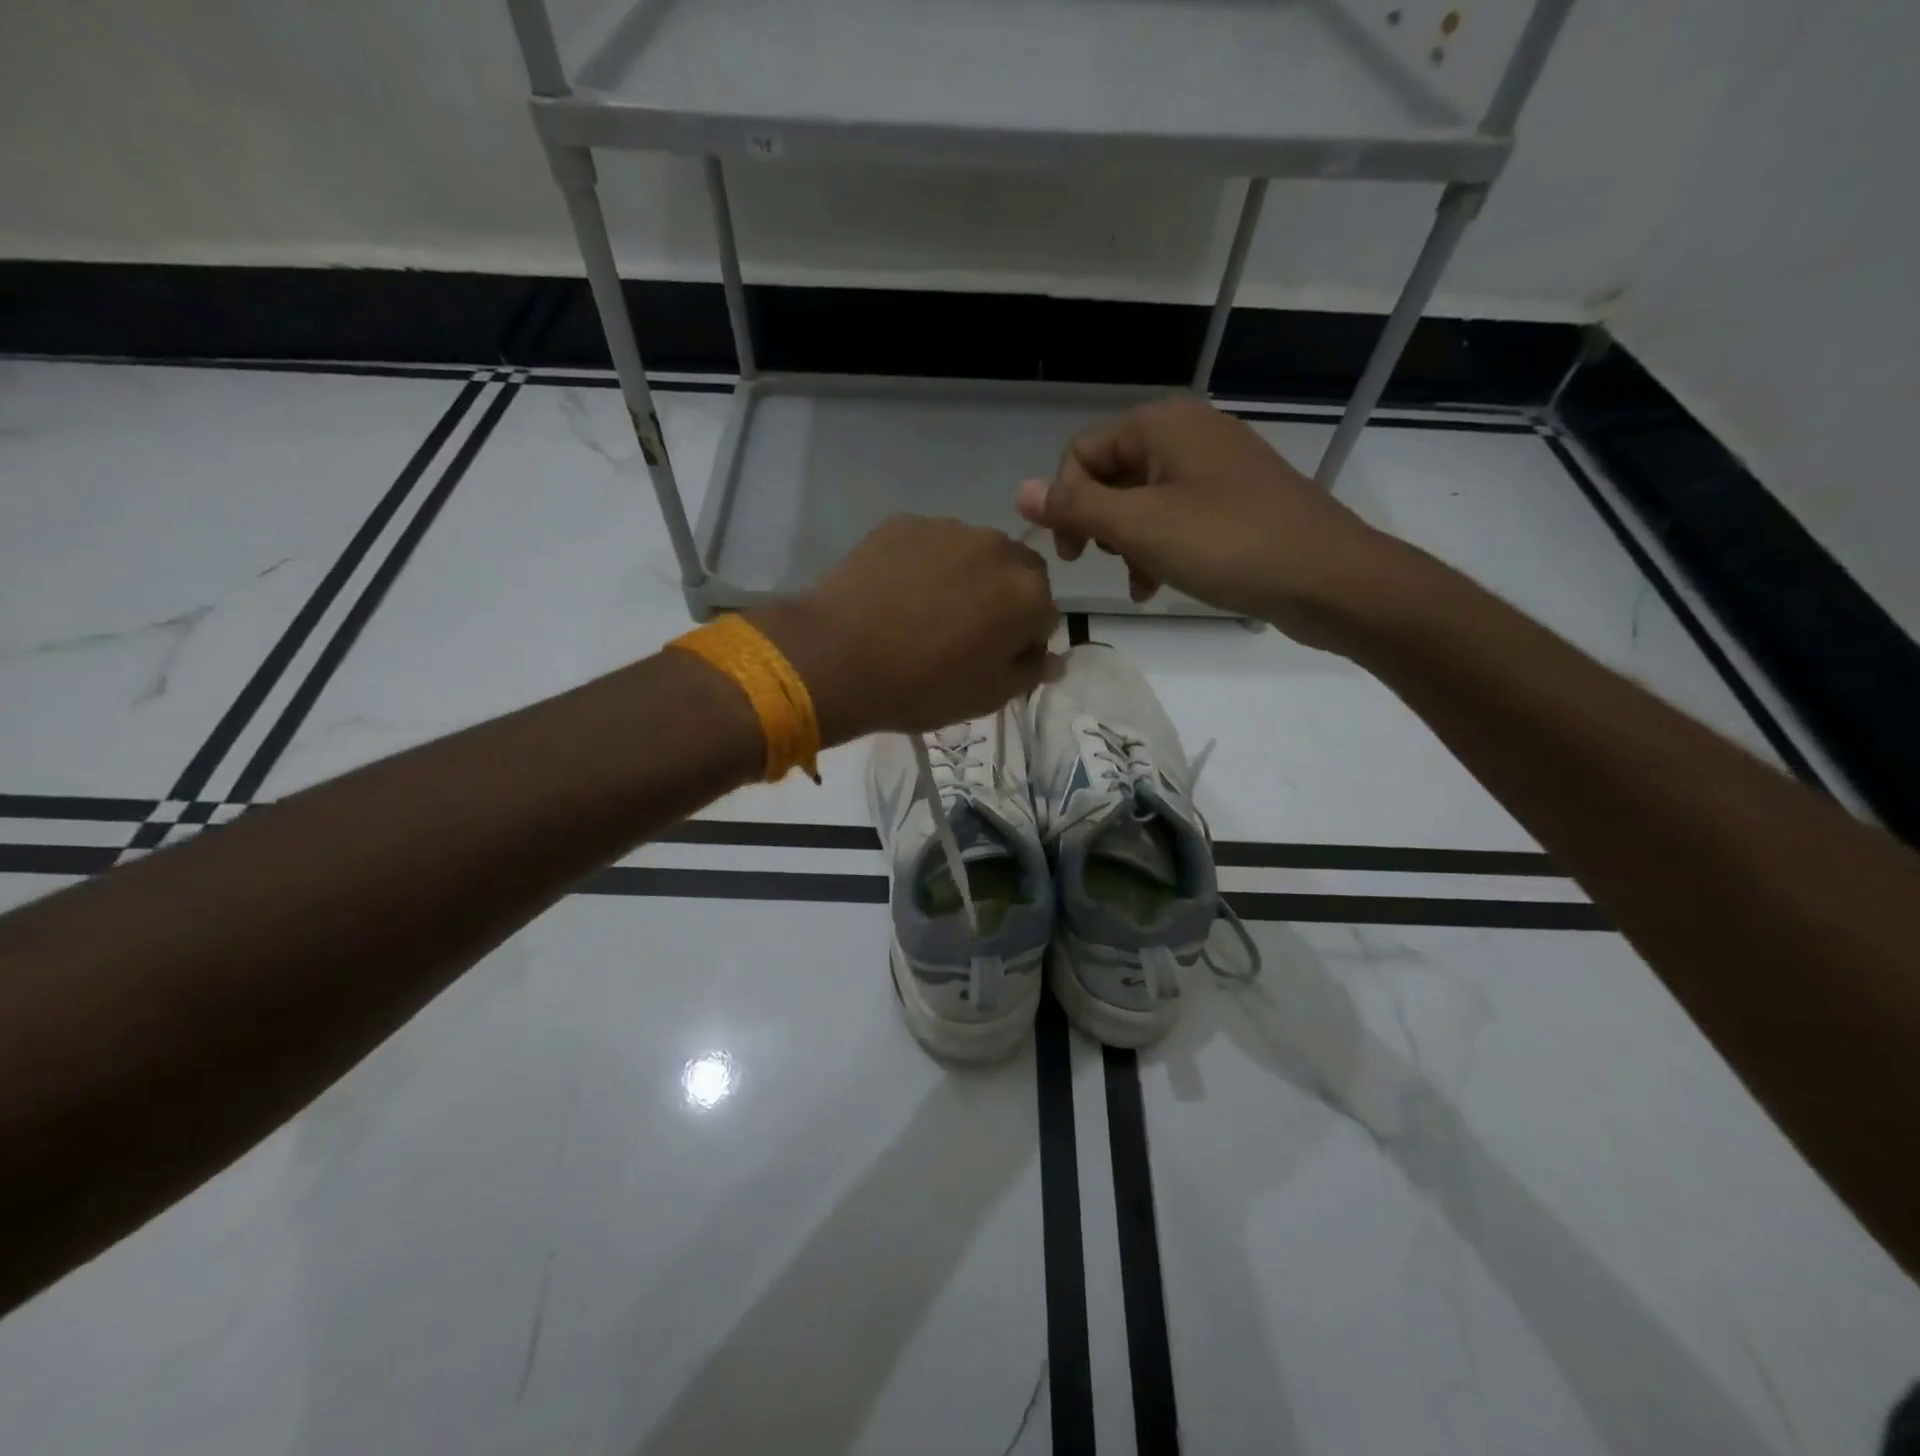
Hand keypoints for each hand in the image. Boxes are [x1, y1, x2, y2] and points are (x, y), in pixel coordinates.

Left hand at [753, 515, 1059, 743]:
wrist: (838, 657)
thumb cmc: (922, 686)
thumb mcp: (987, 697)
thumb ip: (1028, 672)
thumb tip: (1053, 659)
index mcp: (1028, 594)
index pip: (1044, 616)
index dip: (1022, 641)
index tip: (993, 661)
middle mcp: (998, 548)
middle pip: (1015, 574)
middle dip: (1001, 599)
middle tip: (963, 633)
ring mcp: (948, 528)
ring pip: (972, 554)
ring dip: (964, 577)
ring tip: (923, 612)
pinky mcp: (904, 523)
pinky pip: (929, 545)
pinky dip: (924, 564)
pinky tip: (895, 594)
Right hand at [1015, 396, 1396, 648]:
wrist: (1327, 577)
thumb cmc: (1227, 545)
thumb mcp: (1139, 527)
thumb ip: (1077, 507)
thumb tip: (1019, 491)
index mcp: (1161, 425)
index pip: (1081, 454)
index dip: (1066, 504)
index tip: (1074, 556)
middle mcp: (1187, 432)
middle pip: (1112, 474)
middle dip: (1101, 525)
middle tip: (1108, 565)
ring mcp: (1216, 465)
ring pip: (1143, 500)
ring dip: (1128, 543)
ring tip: (1139, 583)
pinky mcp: (1236, 498)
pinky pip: (1177, 515)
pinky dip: (1160, 546)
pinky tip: (1160, 583)